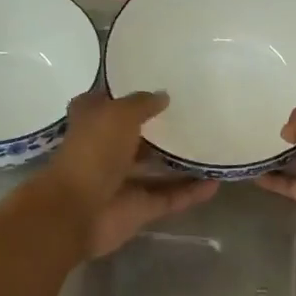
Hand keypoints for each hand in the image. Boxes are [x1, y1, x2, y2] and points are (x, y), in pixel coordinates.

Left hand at [45, 91, 218, 257]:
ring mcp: (123, 182)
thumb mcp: (118, 114)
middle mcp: (106, 150)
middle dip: (159, 128)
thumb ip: (142, 103)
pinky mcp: (140, 209)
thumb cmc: (93, 152)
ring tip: (212, 147)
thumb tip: (163, 96)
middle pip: (135, 136)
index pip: (107, 102)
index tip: (154, 83)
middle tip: (195, 114)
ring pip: (156, 169)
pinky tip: (217, 181)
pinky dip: (192, 192)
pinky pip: (171, 197)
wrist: (78, 211)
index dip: (126, 94)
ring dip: (180, 162)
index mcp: (92, 123)